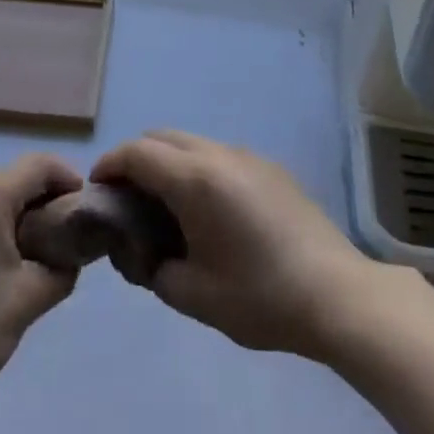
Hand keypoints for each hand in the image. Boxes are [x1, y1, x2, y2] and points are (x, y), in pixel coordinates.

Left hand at [0, 154, 83, 413]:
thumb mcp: (29, 298)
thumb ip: (62, 267)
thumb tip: (70, 254)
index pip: (41, 165)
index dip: (70, 182)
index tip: (85, 215)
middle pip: (15, 177)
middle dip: (44, 202)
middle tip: (61, 241)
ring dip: (16, 214)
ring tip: (30, 257)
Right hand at [90, 130, 378, 359]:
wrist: (336, 295)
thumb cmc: (260, 296)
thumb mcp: (194, 296)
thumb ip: (155, 270)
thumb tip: (146, 254)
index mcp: (195, 179)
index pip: (137, 153)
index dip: (110, 164)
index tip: (97, 189)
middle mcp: (219, 154)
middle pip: (162, 137)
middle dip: (136, 158)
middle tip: (127, 198)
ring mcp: (248, 156)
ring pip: (192, 142)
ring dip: (169, 161)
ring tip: (166, 205)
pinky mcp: (270, 167)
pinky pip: (219, 155)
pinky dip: (198, 168)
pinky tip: (208, 209)